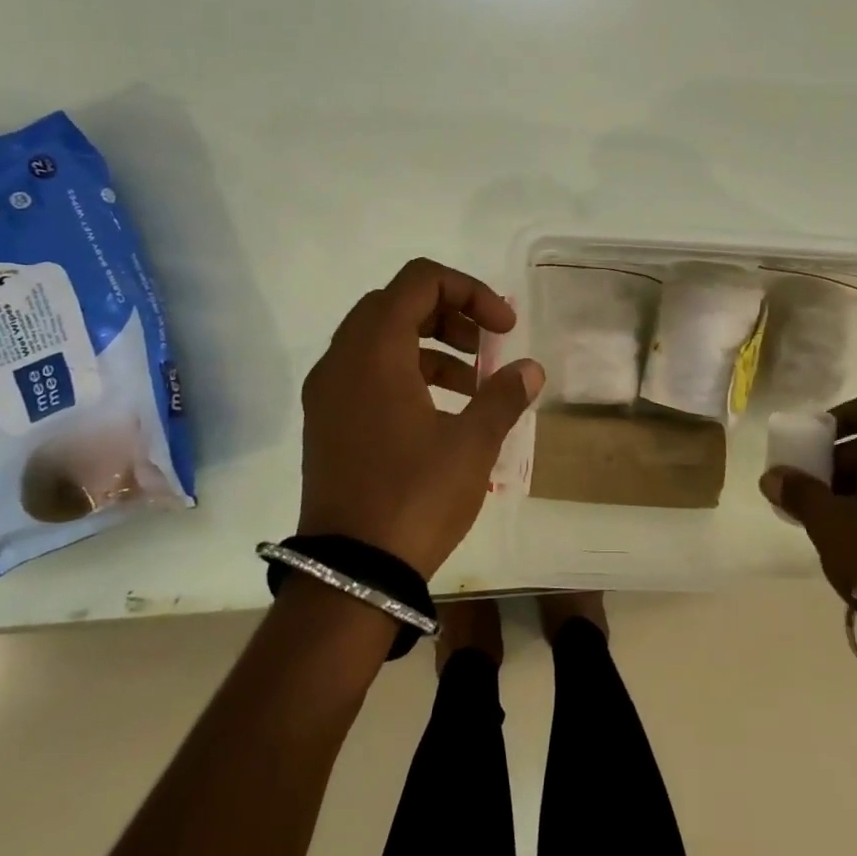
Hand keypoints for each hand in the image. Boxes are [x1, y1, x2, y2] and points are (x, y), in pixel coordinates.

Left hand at [300, 259, 543, 579]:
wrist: (350, 574)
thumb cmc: (414, 496)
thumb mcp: (472, 444)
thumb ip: (503, 396)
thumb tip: (529, 370)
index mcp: (374, 351)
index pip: (420, 281)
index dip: (470, 291)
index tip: (504, 328)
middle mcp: (342, 361)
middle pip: (397, 304)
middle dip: (450, 315)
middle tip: (487, 347)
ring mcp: (328, 393)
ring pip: (380, 340)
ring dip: (431, 347)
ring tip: (473, 386)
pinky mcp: (327, 423)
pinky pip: (367, 374)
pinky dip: (407, 374)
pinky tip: (442, 413)